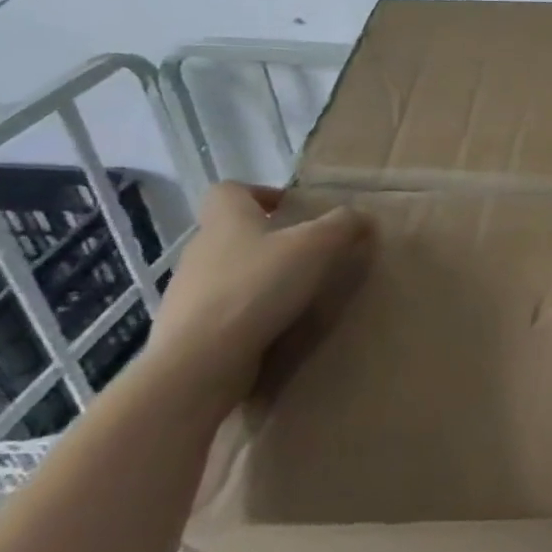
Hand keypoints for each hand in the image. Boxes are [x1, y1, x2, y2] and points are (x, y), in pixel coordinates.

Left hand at [144, 183, 369, 411]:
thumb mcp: (317, 246)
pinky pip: (223, 312)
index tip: (291, 211)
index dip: (260, 194)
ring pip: (228, 273)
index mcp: (226, 220)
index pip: (230, 191)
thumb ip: (344, 225)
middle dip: (268, 241)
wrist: (200, 360)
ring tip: (296, 297)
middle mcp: (201, 250)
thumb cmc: (259, 286)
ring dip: (258, 279)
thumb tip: (362, 215)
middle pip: (232, 233)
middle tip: (308, 256)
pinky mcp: (188, 329)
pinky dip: (247, 315)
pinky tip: (274, 329)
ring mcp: (188, 292)